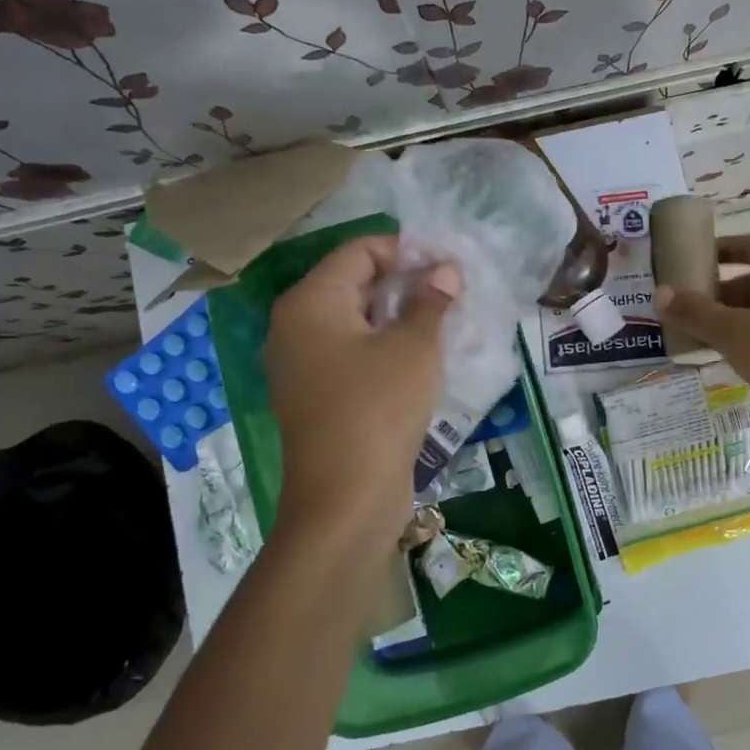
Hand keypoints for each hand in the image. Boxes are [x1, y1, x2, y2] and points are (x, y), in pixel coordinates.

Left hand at [264, 234, 460, 547]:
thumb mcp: (414, 348)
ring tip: (445, 321)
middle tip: (453, 291)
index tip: (450, 263)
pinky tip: (422, 357)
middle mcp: (295, 326)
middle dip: (405, 283)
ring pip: (355, 322)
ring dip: (398, 317)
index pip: (359, 252)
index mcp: (310, 302)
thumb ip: (430, 301)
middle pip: (354, 284)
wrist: (345, 499)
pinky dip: (384, 347)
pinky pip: (351, 354)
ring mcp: (302, 364)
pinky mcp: (315, 396)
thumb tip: (444, 271)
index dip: (406, 250)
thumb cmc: (378, 409)